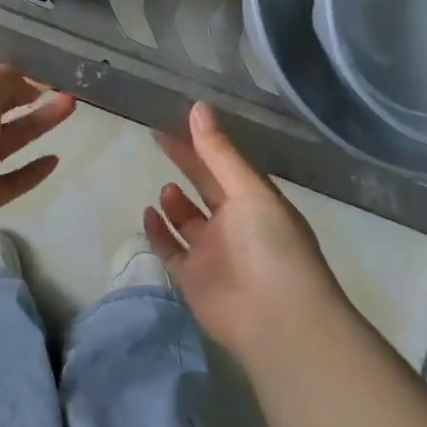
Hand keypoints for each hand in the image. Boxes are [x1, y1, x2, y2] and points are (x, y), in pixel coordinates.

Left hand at [0, 63, 76, 259]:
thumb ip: (1, 78)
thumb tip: (22, 84)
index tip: (30, 73)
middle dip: (25, 95)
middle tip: (56, 88)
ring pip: (9, 139)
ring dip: (39, 122)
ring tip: (70, 106)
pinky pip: (13, 180)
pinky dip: (33, 169)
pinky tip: (54, 159)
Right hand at [146, 103, 344, 360]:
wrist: (278, 320)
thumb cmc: (271, 246)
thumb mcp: (248, 191)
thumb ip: (219, 152)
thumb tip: (198, 107)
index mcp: (253, 202)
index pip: (221, 165)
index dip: (199, 144)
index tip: (174, 123)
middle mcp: (233, 224)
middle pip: (203, 188)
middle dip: (184, 166)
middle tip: (157, 140)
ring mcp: (212, 253)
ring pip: (187, 221)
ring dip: (174, 203)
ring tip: (166, 189)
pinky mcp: (192, 278)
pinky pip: (171, 249)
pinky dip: (158, 232)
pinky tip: (148, 213)